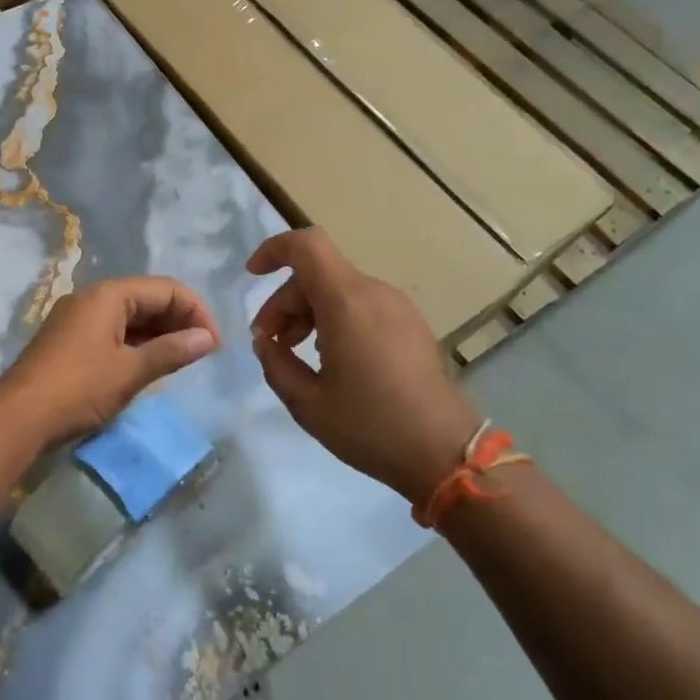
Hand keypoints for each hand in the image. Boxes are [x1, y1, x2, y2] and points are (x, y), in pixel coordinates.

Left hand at [0, 277, 219, 447]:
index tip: (215, 343)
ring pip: (129, 316)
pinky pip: (113, 331)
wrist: (18, 418)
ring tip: (183, 358)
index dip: (196, 311)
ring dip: (159, 333)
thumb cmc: (78, 389)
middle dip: (179, 320)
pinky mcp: (69, 340)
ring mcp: (77, 319)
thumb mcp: (129, 372)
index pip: (165, 289)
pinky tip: (150, 363)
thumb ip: (171, 352)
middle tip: (204, 351)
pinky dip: (136, 343)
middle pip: (147, 298)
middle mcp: (91, 298)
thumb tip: (208, 338)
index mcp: (108, 295)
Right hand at [247, 228, 481, 504]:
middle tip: (269, 343)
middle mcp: (374, 293)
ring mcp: (398, 307)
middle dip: (285, 301)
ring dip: (310, 312)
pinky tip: (333, 360)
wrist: (447, 454)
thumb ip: (275, 363)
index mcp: (347, 302)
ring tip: (297, 353)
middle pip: (318, 274)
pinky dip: (336, 319)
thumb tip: (265, 341)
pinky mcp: (412, 325)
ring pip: (339, 290)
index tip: (252, 275)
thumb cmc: (371, 426)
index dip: (274, 250)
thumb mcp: (307, 403)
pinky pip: (363, 305)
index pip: (306, 245)